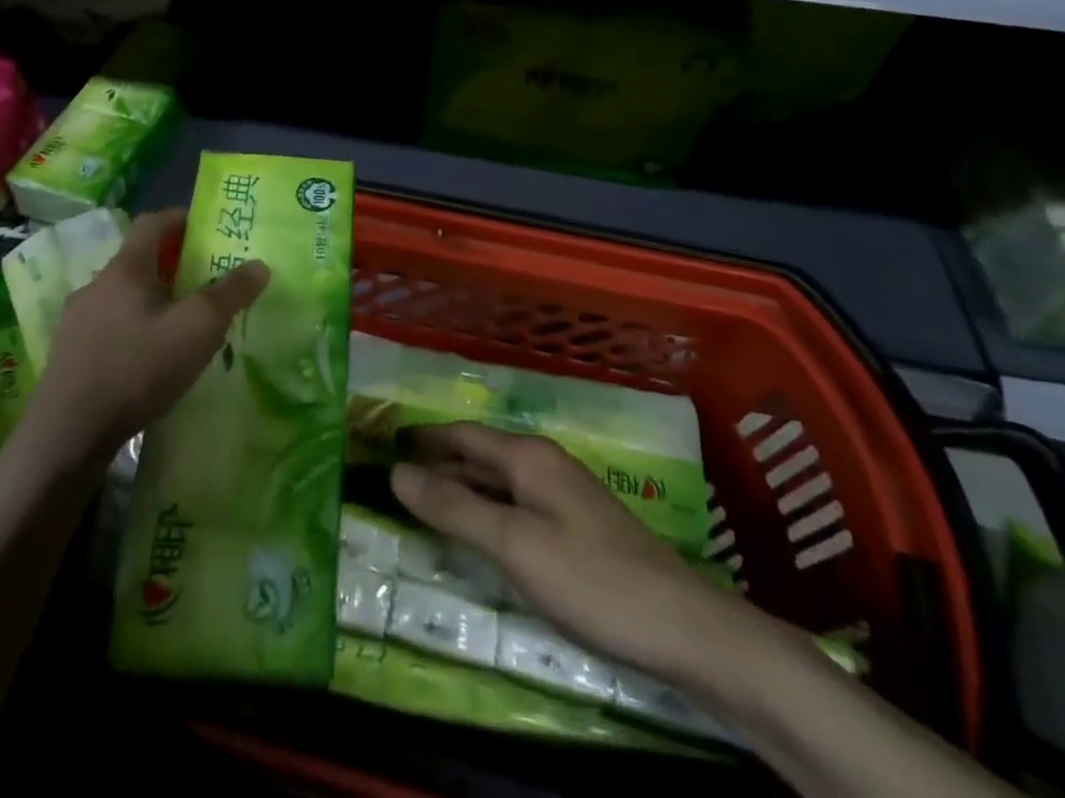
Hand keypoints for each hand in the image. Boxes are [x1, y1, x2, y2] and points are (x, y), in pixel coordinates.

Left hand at [22, 208, 269, 461]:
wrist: (66, 436)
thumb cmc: (137, 369)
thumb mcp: (197, 329)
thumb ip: (230, 293)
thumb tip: (258, 265)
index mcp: (125, 269)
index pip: (152, 223)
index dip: (180, 218)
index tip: (207, 227)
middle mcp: (95, 286)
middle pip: (137, 260)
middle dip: (172, 265)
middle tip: (204, 280)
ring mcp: (76, 322)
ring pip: (122, 297)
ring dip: (151, 300)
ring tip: (180, 324)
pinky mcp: (69, 355)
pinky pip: (109, 327)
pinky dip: (133, 329)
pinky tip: (148, 359)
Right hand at [392, 422, 744, 676]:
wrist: (683, 628)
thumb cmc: (592, 580)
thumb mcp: (514, 545)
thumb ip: (455, 508)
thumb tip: (396, 472)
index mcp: (528, 457)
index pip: (461, 436)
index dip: (422, 440)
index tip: (381, 444)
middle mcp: (543, 466)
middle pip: (478, 457)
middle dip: (436, 464)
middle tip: (389, 481)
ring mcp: (562, 498)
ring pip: (497, 485)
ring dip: (459, 491)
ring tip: (419, 507)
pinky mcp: (575, 530)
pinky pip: (515, 509)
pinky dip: (485, 515)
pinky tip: (475, 539)